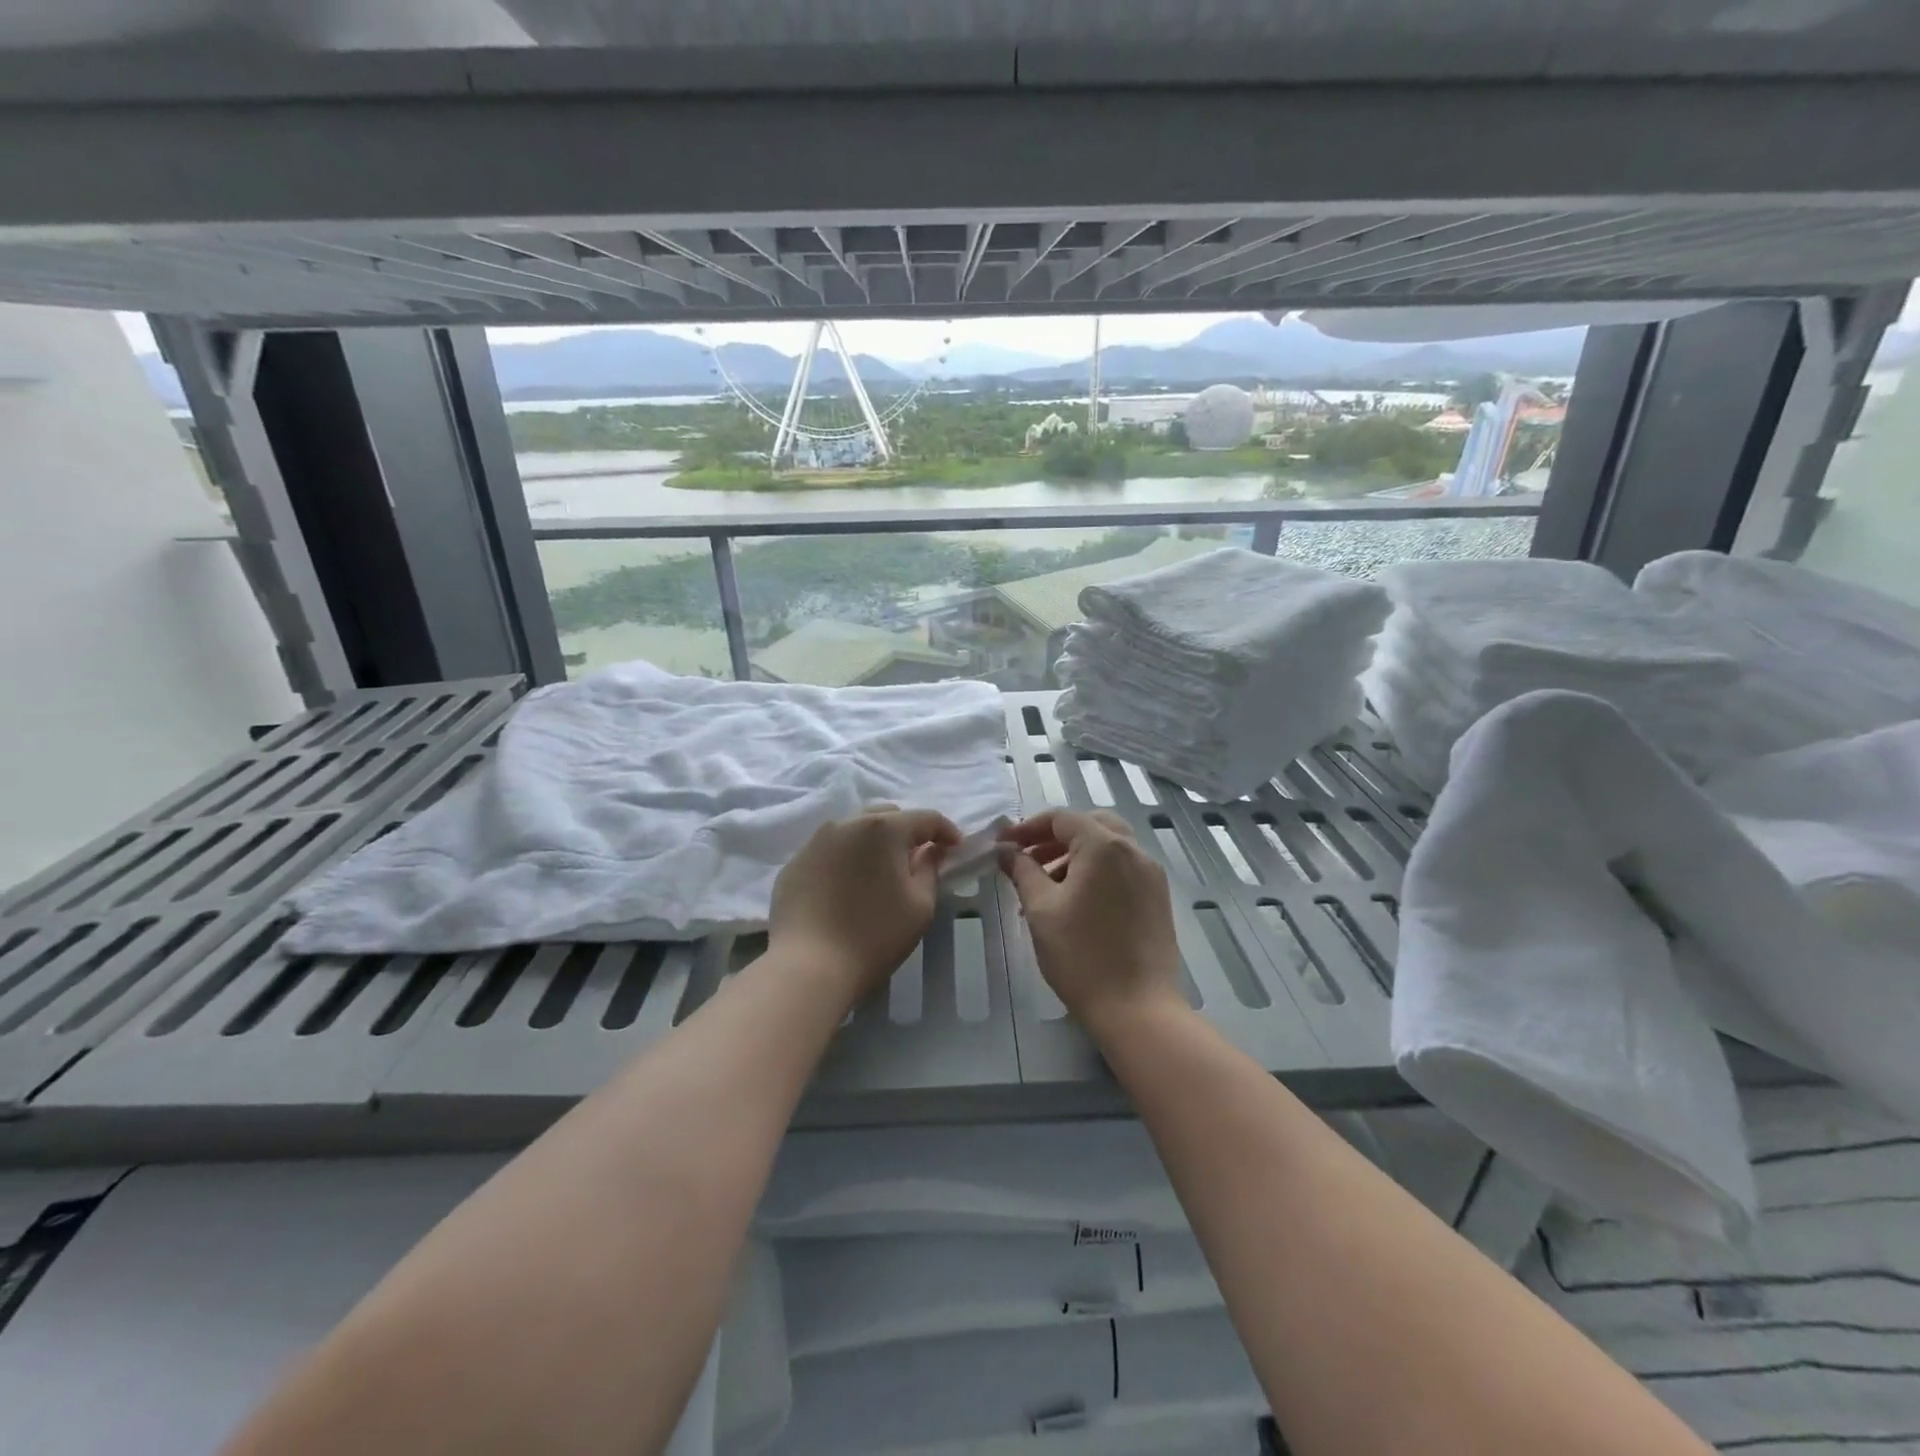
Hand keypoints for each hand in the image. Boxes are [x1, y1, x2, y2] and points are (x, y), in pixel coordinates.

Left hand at [769, 806, 960, 1002]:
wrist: (808, 966)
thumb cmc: (874, 935)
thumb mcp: (920, 906)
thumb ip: (931, 869)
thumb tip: (930, 851)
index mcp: (883, 828)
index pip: (925, 818)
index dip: (946, 830)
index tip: (955, 849)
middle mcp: (847, 824)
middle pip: (886, 816)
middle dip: (906, 832)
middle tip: (916, 860)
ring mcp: (815, 842)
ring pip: (854, 830)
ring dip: (873, 843)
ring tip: (879, 872)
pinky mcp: (795, 863)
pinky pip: (829, 851)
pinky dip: (845, 860)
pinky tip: (847, 888)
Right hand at [997, 809, 1184, 1034]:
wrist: (1138, 1009)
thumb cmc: (1081, 956)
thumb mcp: (1041, 909)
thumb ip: (1022, 871)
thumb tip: (1007, 851)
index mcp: (1105, 846)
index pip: (1062, 818)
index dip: (1028, 828)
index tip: (1004, 846)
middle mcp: (1134, 851)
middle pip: (1090, 825)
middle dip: (1054, 837)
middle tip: (1027, 858)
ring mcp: (1151, 874)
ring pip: (1108, 846)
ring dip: (1074, 854)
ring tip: (1045, 885)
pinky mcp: (1158, 898)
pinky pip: (1123, 868)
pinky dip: (1096, 871)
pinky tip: (1075, 902)